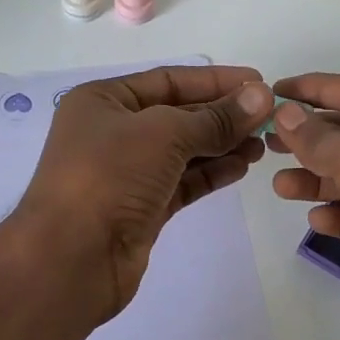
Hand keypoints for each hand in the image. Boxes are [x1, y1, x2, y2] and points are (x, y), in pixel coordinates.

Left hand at [16, 65, 273, 319]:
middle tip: (270, 119)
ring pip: (182, 151)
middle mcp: (112, 132)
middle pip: (177, 115)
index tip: (259, 83)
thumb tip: (261, 97)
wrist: (70, 259)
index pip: (168, 80)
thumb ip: (215, 118)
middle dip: (222, 115)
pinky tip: (241, 167)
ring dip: (222, 144)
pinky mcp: (140, 208)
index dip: (215, 80)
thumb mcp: (163, 134)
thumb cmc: (109, 177)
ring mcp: (126, 173)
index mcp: (103, 101)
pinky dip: (210, 173)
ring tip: (262, 144)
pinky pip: (182, 181)